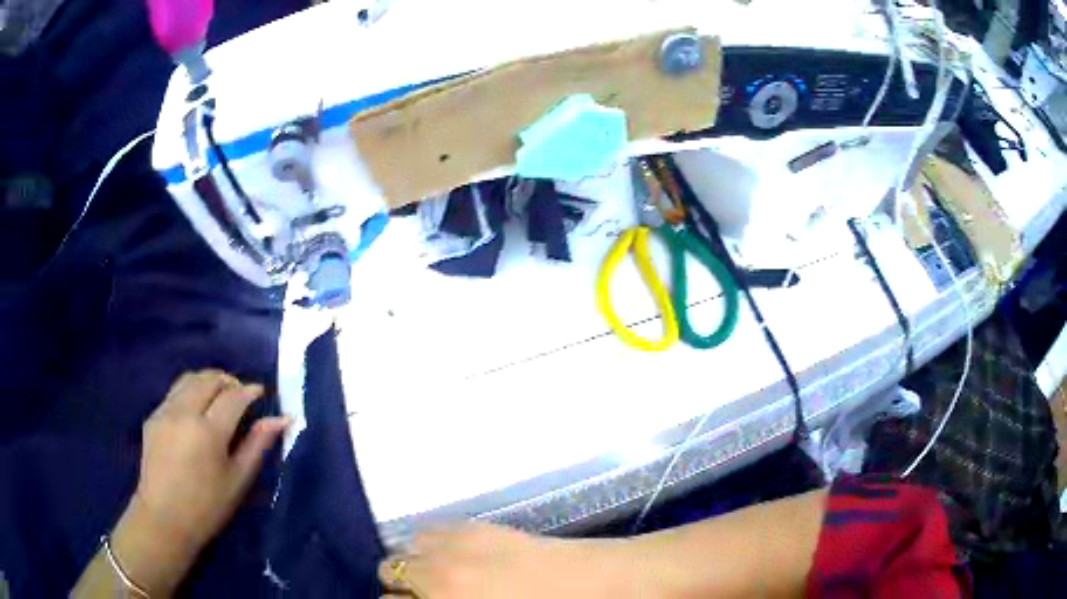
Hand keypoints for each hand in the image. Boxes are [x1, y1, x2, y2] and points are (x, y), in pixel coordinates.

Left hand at [105, 370, 288, 593]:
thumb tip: (282, 419)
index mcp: (209, 431)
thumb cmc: (207, 507)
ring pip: (189, 379)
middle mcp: (184, 412)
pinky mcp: (153, 416)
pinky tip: (196, 412)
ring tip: (219, 397)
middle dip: (229, 381)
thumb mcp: (238, 480)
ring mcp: (165, 411)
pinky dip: (190, 392)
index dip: (250, 391)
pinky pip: (175, 392)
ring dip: (208, 381)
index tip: (261, 393)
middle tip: (241, 395)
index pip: (233, 396)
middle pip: (209, 379)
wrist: (164, 518)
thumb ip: (257, 445)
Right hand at [379, 523, 639, 598]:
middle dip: (402, 589)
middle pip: (390, 570)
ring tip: (439, 580)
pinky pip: (434, 528)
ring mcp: (460, 540)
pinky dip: (433, 543)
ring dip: (415, 562)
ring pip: (408, 545)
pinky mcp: (481, 524)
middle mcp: (440, 566)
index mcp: (445, 596)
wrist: (607, 584)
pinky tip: (455, 557)